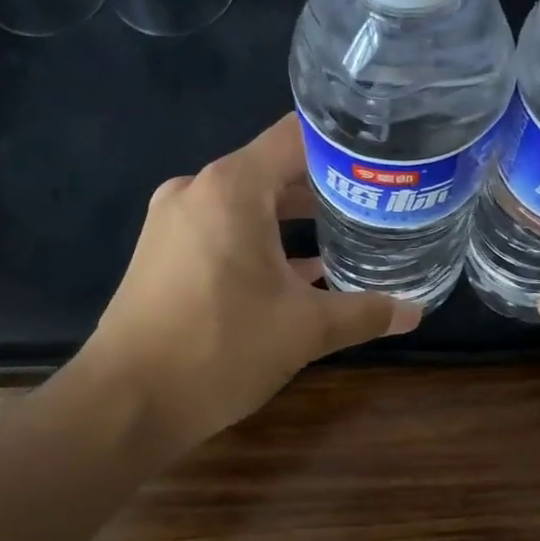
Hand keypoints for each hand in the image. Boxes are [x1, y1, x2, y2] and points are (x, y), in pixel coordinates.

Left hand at [56, 114, 420, 451]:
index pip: (297, 137)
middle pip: (275, 168)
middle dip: (326, 185)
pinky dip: (262, 242)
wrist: (124, 404)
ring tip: (349, 232)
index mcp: (233, 188)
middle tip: (378, 200)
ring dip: (294, 218)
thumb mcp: (304, 330)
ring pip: (249, 203)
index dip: (344, 143)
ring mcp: (175, 220)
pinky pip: (224, 229)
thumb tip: (415, 312)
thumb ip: (364, 312)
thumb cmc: (220, 349)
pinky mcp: (164, 252)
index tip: (384, 157)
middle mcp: (199, 190)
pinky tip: (301, 272)